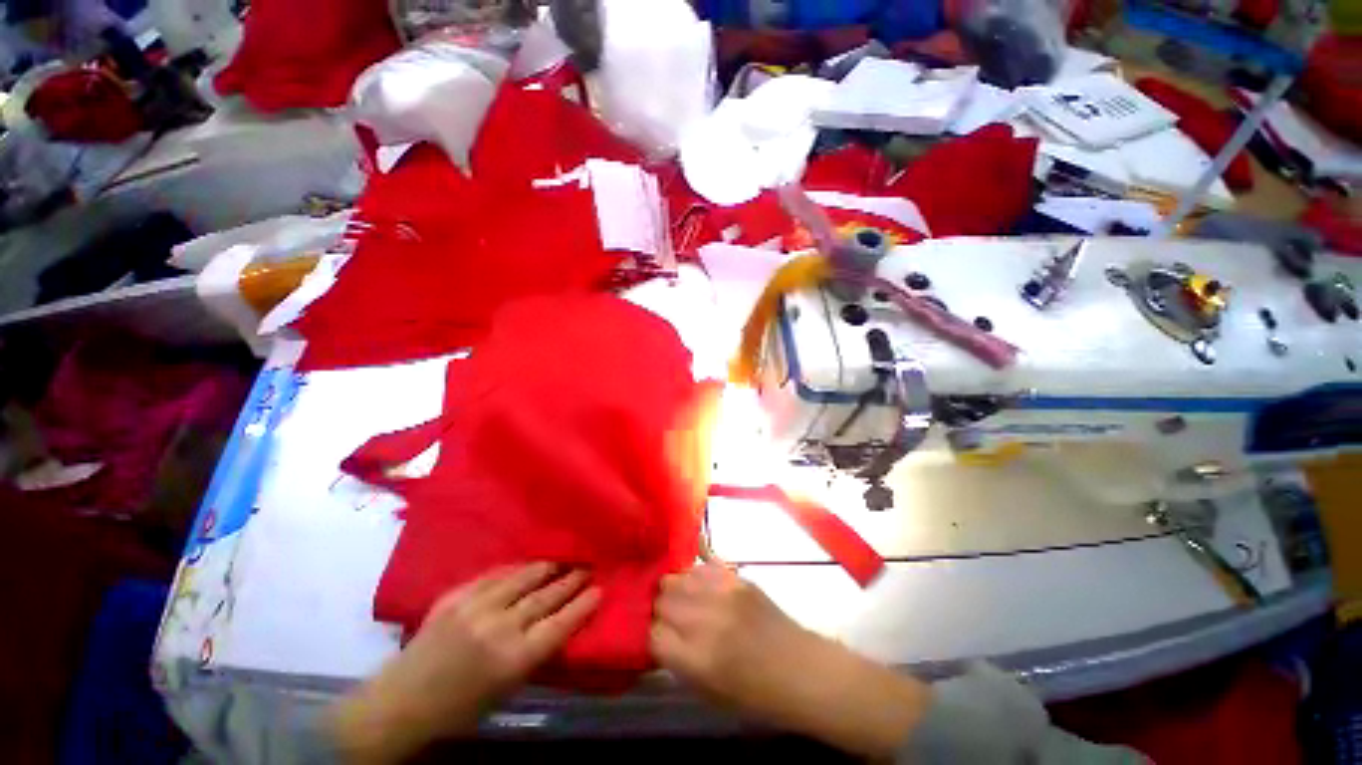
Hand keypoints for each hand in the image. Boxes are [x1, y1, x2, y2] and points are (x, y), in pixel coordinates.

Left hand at [331, 563, 599, 763]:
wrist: (401, 701)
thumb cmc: (458, 708)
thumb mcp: (505, 690)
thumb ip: (533, 654)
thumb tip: (559, 624)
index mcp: (513, 659)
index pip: (560, 624)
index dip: (582, 605)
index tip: (599, 589)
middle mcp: (499, 627)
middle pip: (545, 596)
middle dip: (570, 580)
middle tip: (587, 568)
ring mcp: (476, 606)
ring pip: (523, 578)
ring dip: (546, 568)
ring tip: (562, 560)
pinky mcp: (456, 595)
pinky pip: (494, 574)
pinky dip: (515, 569)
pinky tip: (526, 565)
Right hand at [650, 563, 931, 758]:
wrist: (803, 671)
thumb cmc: (757, 696)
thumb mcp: (709, 692)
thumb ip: (678, 661)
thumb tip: (656, 634)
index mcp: (697, 658)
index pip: (652, 633)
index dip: (648, 635)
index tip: (652, 636)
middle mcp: (706, 619)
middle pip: (661, 597)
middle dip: (657, 606)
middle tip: (664, 614)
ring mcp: (723, 592)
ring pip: (678, 575)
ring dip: (673, 586)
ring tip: (677, 595)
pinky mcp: (737, 577)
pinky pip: (704, 561)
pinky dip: (694, 567)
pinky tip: (692, 574)